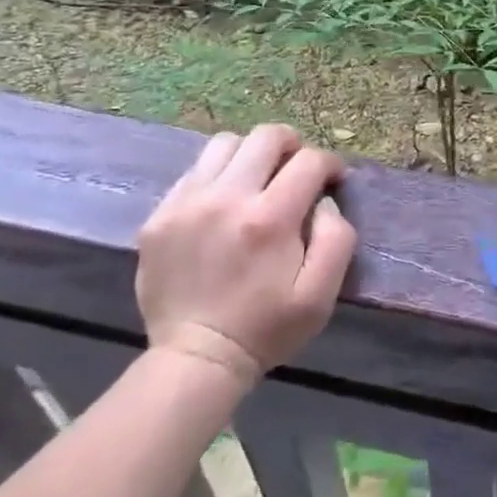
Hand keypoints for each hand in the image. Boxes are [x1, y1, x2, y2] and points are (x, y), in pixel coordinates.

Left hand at [135, 125, 357, 385]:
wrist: (196, 360)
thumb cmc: (267, 328)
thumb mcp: (321, 294)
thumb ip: (336, 238)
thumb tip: (325, 200)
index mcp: (269, 219)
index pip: (309, 160)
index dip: (329, 164)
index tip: (333, 179)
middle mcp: (226, 199)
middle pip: (266, 137)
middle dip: (292, 145)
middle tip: (297, 169)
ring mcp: (186, 204)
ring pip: (225, 144)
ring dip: (250, 154)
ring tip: (257, 180)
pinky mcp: (159, 217)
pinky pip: (194, 171)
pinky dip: (217, 176)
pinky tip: (223, 203)